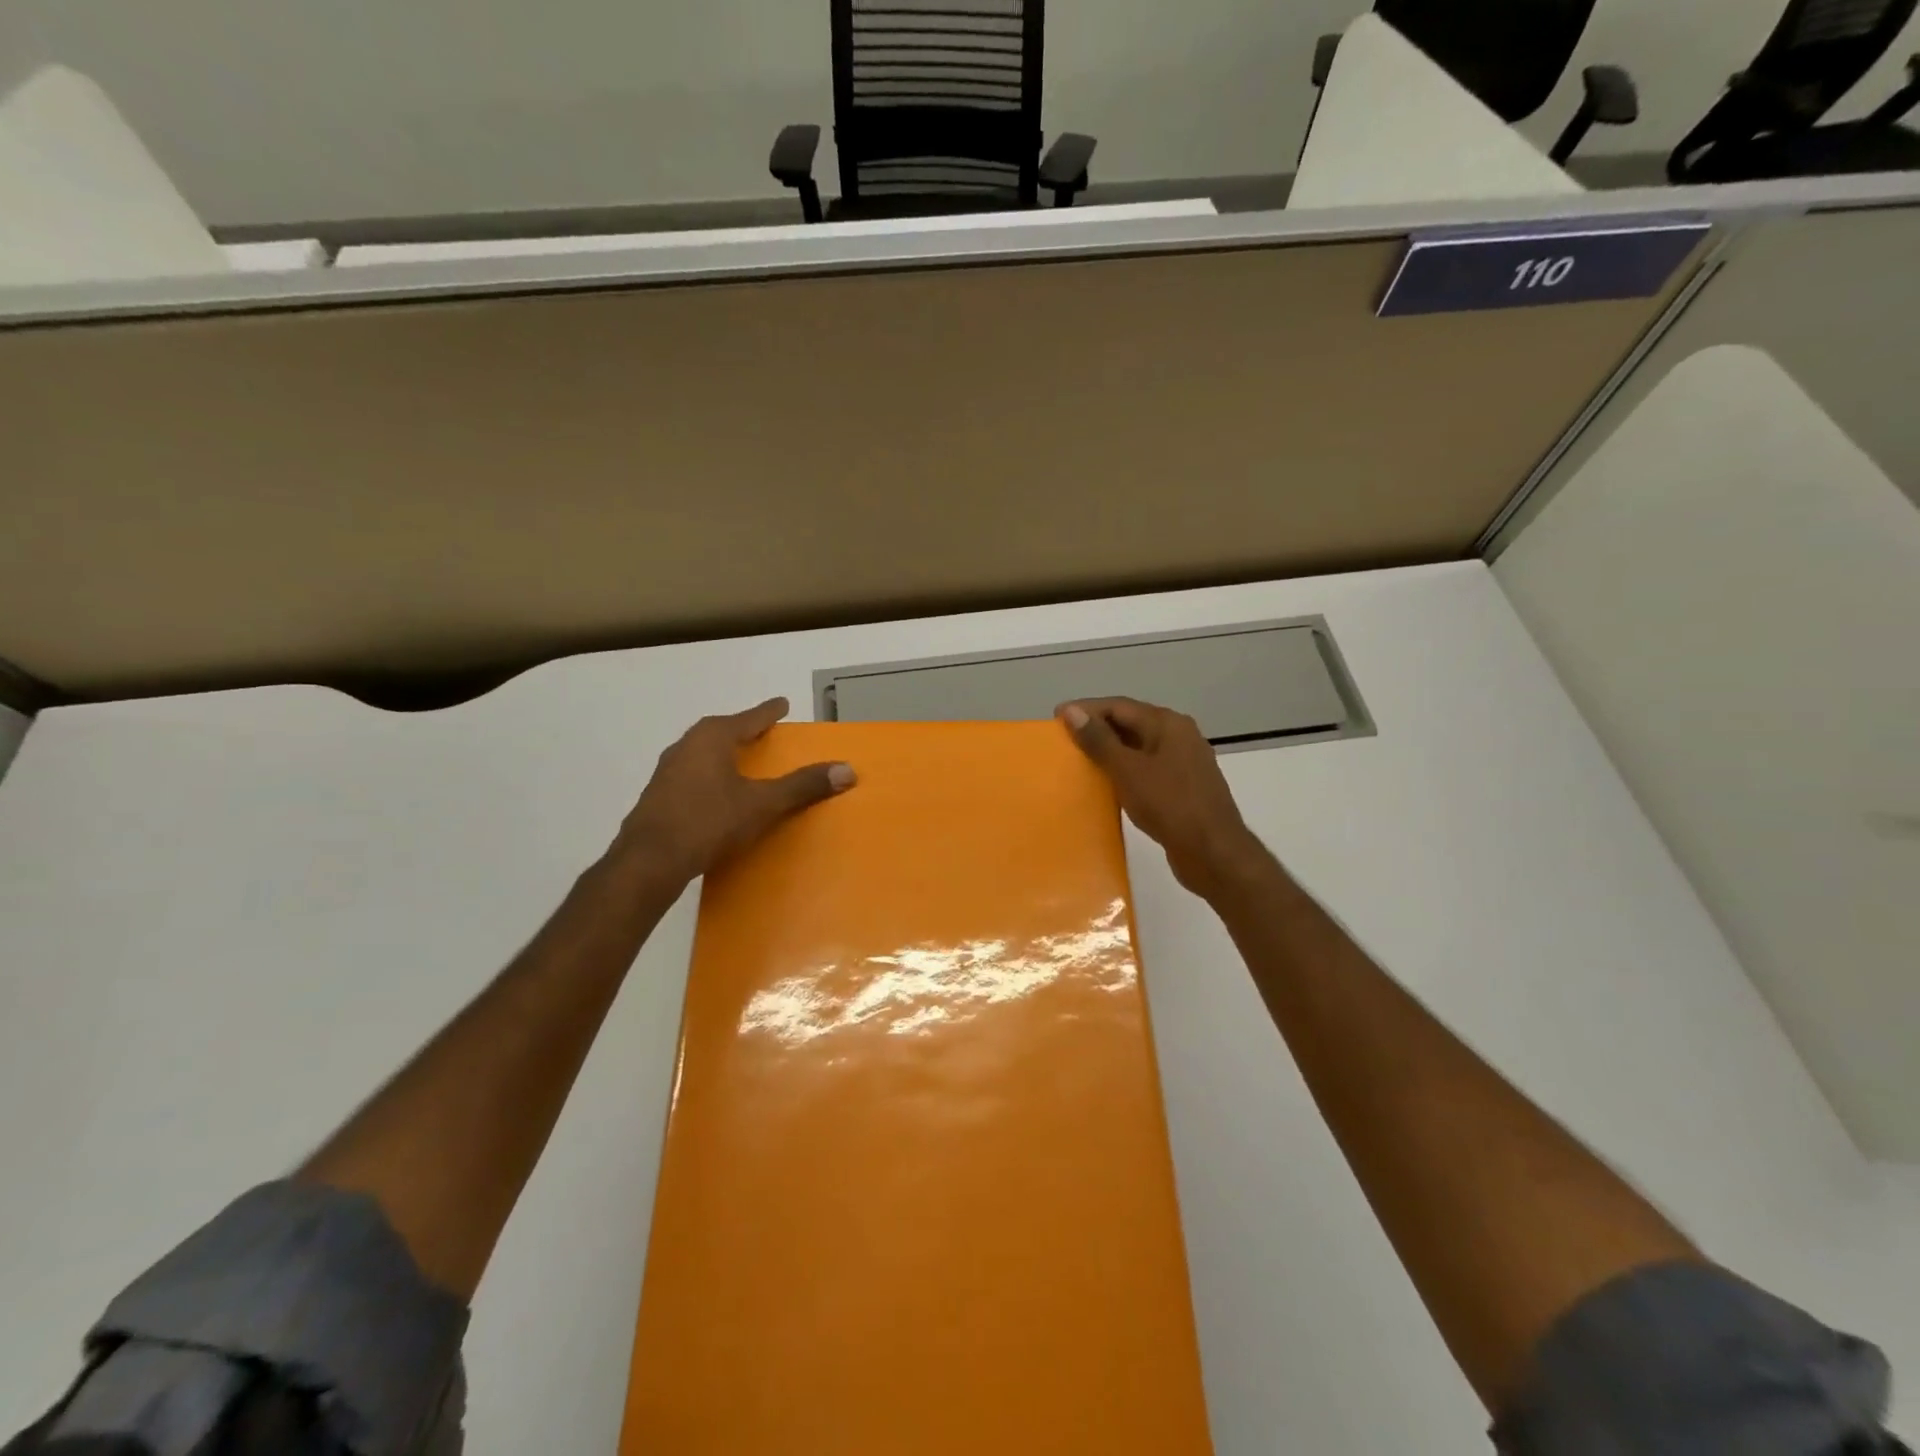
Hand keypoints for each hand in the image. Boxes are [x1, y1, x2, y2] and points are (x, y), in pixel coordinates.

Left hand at [616, 698, 854, 884]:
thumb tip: (847, 770)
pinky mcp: (658, 795)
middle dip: (743, 730)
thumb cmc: (709, 822)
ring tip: (742, 761)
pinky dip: (709, 774)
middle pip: (721, 730)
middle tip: (763, 731)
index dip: (769, 712)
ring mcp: (667, 770)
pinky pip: (691, 773)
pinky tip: (716, 792)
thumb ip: (802, 786)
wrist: (649, 861)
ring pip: (703, 752)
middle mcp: (686, 745)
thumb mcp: (762, 804)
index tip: (782, 703)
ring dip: (723, 752)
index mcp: (712, 737)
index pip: (749, 718)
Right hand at [1057, 697, 1266, 897]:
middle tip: (1064, 739)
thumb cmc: (1169, 805)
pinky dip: (1125, 771)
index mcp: (1168, 724)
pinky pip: (1147, 769)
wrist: (1214, 853)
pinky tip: (1108, 784)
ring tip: (1080, 760)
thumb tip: (1071, 711)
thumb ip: (1099, 740)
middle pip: (1131, 723)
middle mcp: (1179, 736)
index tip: (1055, 718)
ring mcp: (1184, 762)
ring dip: (1110, 751)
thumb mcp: (1127, 770)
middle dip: (1097, 729)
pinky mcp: (1184, 787)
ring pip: (1139, 747)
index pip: (1119, 706)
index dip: (1086, 710)